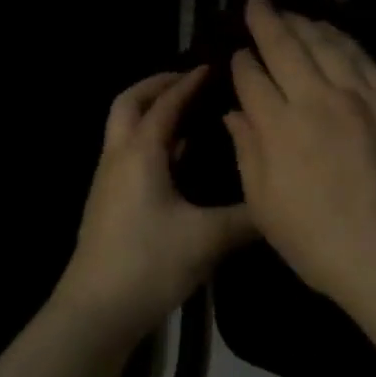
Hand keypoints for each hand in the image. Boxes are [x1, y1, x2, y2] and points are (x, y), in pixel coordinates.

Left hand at [56, 67, 255, 341]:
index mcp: (140, 152)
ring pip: (124, 128)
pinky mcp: (107, 201)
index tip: (213, 66)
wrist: (96, 310)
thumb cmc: (149, 263)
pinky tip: (179, 162)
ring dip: (151, 113)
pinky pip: (128, 153)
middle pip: (129, 103)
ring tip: (190, 115)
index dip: (189, 82)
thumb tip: (278, 200)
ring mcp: (108, 179)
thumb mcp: (207, 239)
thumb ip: (246, 217)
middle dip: (157, 85)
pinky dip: (150, 142)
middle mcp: (118, 156)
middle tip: (189, 81)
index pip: (166, 103)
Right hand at [226, 0, 375, 308]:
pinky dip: (344, 40)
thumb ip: (248, 152)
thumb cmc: (322, 243)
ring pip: (328, 44)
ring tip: (291, 12)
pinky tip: (334, 34)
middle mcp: (319, 100)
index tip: (236, 53)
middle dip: (267, 21)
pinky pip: (365, 59)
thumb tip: (234, 113)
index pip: (252, 78)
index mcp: (281, 128)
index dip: (241, 62)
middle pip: (287, 47)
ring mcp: (363, 97)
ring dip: (305, 24)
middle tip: (257, 2)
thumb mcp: (266, 208)